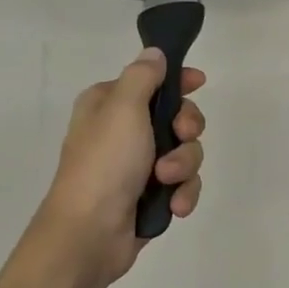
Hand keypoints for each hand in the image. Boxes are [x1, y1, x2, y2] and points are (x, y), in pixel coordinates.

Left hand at [46, 48, 204, 284]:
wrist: (89, 234)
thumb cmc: (104, 164)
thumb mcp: (122, 108)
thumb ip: (143, 76)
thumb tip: (155, 53)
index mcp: (109, 105)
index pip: (151, 80)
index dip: (178, 81)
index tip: (199, 83)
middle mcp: (123, 131)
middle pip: (177, 116)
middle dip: (186, 129)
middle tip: (181, 136)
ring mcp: (138, 165)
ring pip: (186, 152)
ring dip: (184, 165)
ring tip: (167, 181)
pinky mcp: (152, 195)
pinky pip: (184, 183)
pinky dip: (183, 192)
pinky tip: (175, 205)